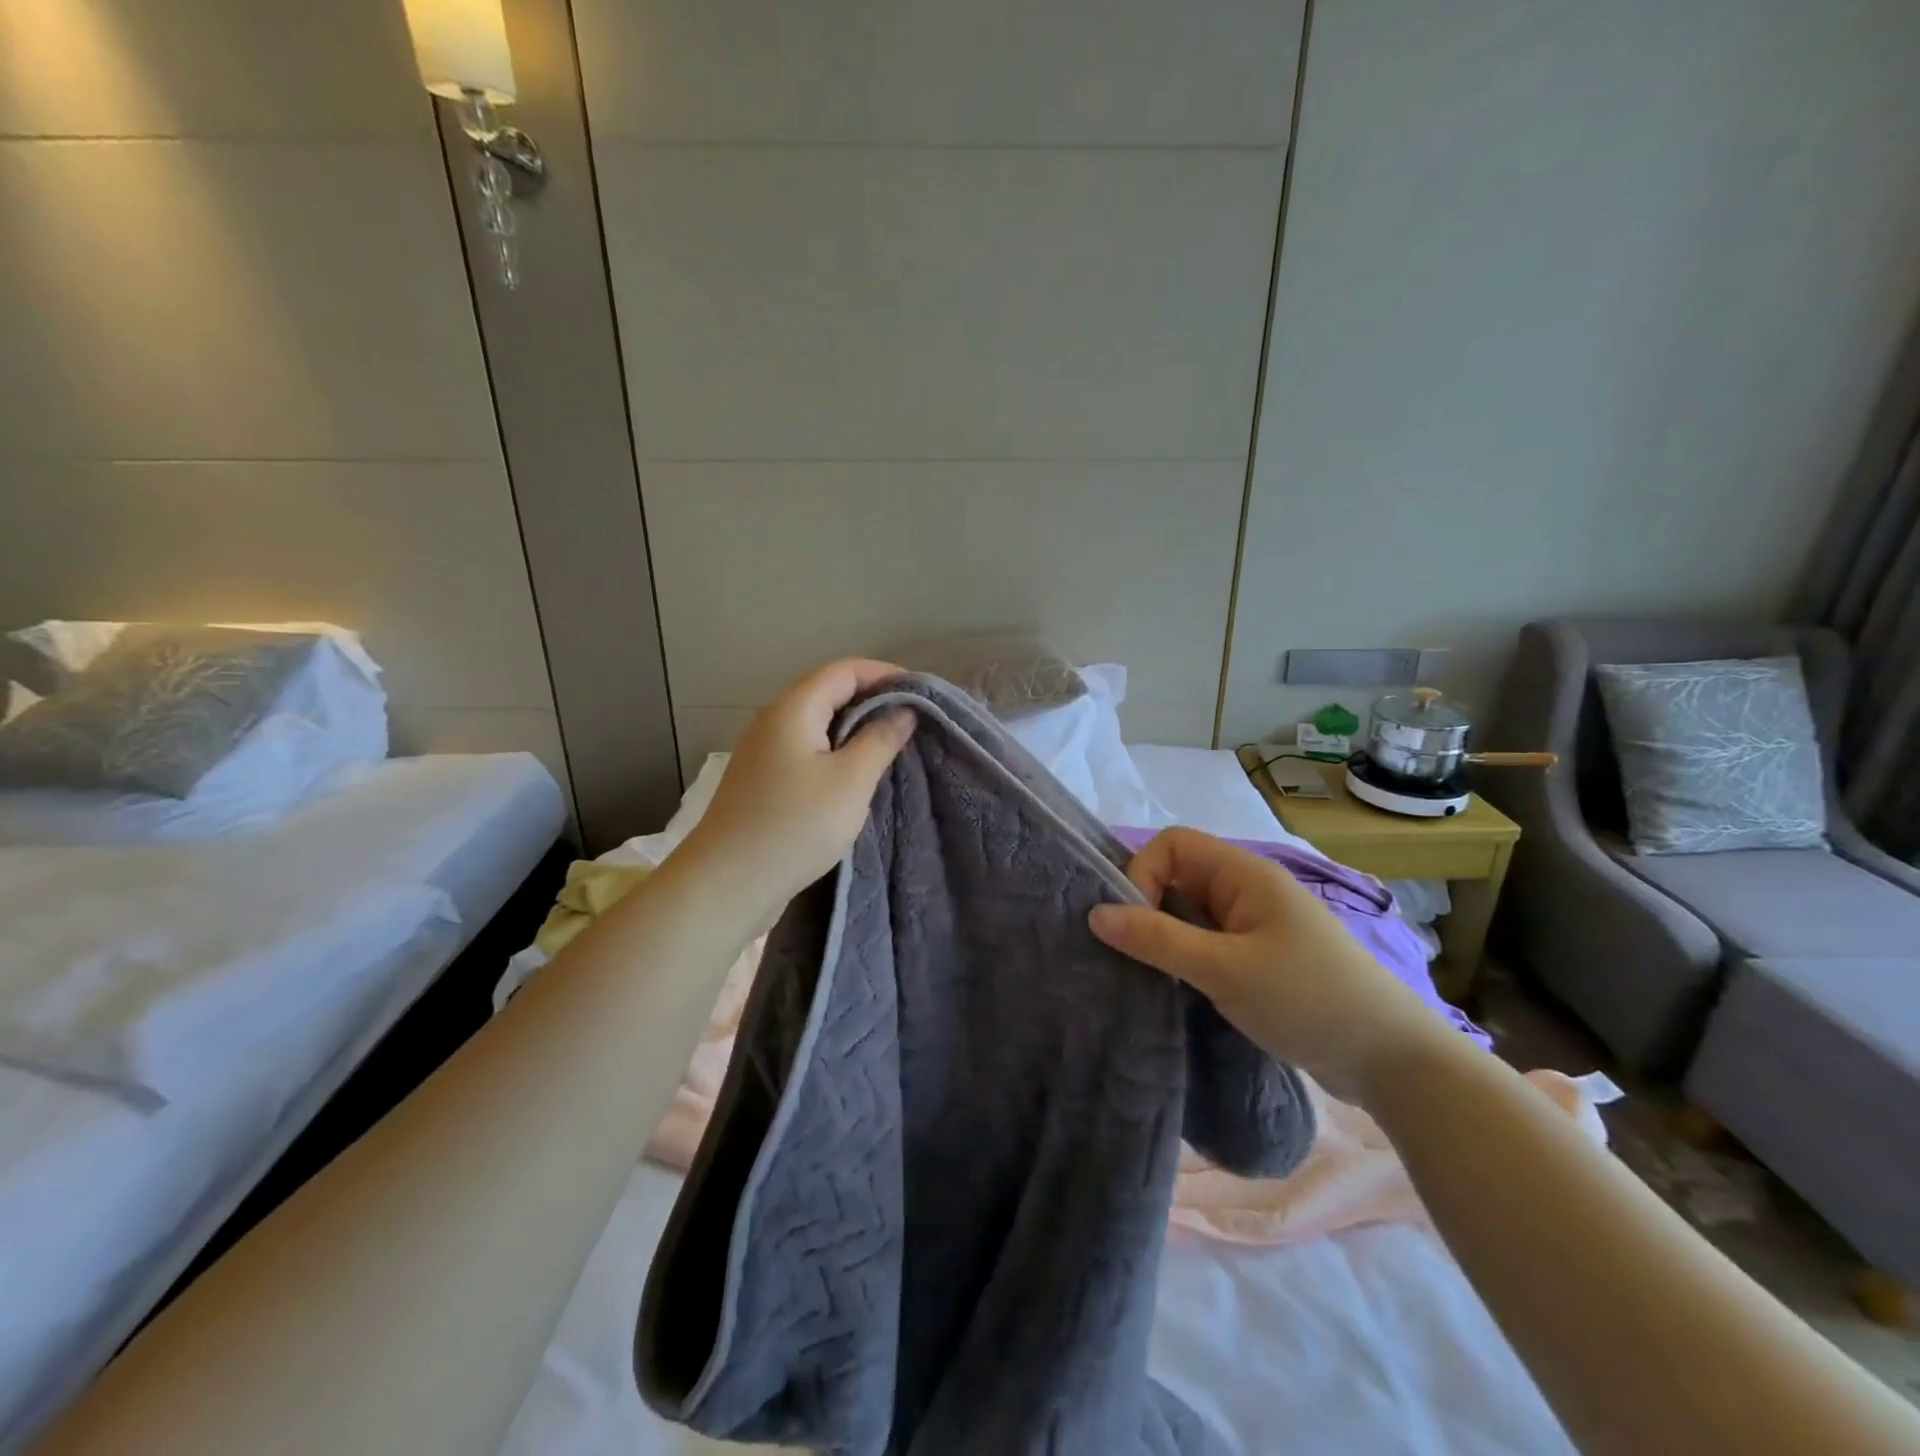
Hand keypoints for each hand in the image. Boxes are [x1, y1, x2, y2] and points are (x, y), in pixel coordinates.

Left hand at [674, 659, 915, 931]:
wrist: (728, 884)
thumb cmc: (795, 825)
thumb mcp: (850, 780)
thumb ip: (880, 739)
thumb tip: (903, 711)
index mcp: (793, 709)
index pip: (844, 671)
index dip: (884, 674)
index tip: (921, 693)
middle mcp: (774, 722)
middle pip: (828, 693)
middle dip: (872, 701)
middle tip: (912, 721)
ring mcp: (764, 753)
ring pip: (818, 726)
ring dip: (856, 730)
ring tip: (892, 747)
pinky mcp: (764, 783)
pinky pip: (808, 752)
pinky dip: (837, 753)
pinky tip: (856, 777)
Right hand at [1088, 828, 1456, 1105]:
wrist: (1394, 1062)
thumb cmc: (1308, 1000)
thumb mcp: (1225, 970)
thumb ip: (1158, 940)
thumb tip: (1095, 914)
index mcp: (1245, 874)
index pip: (1173, 845)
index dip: (1143, 873)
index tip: (1136, 925)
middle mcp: (1249, 890)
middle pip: (1179, 876)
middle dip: (1148, 908)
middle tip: (1133, 955)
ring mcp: (1257, 925)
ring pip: (1191, 912)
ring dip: (1166, 937)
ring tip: (1150, 975)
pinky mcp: (1261, 958)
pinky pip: (1208, 942)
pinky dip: (1187, 958)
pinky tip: (1179, 988)